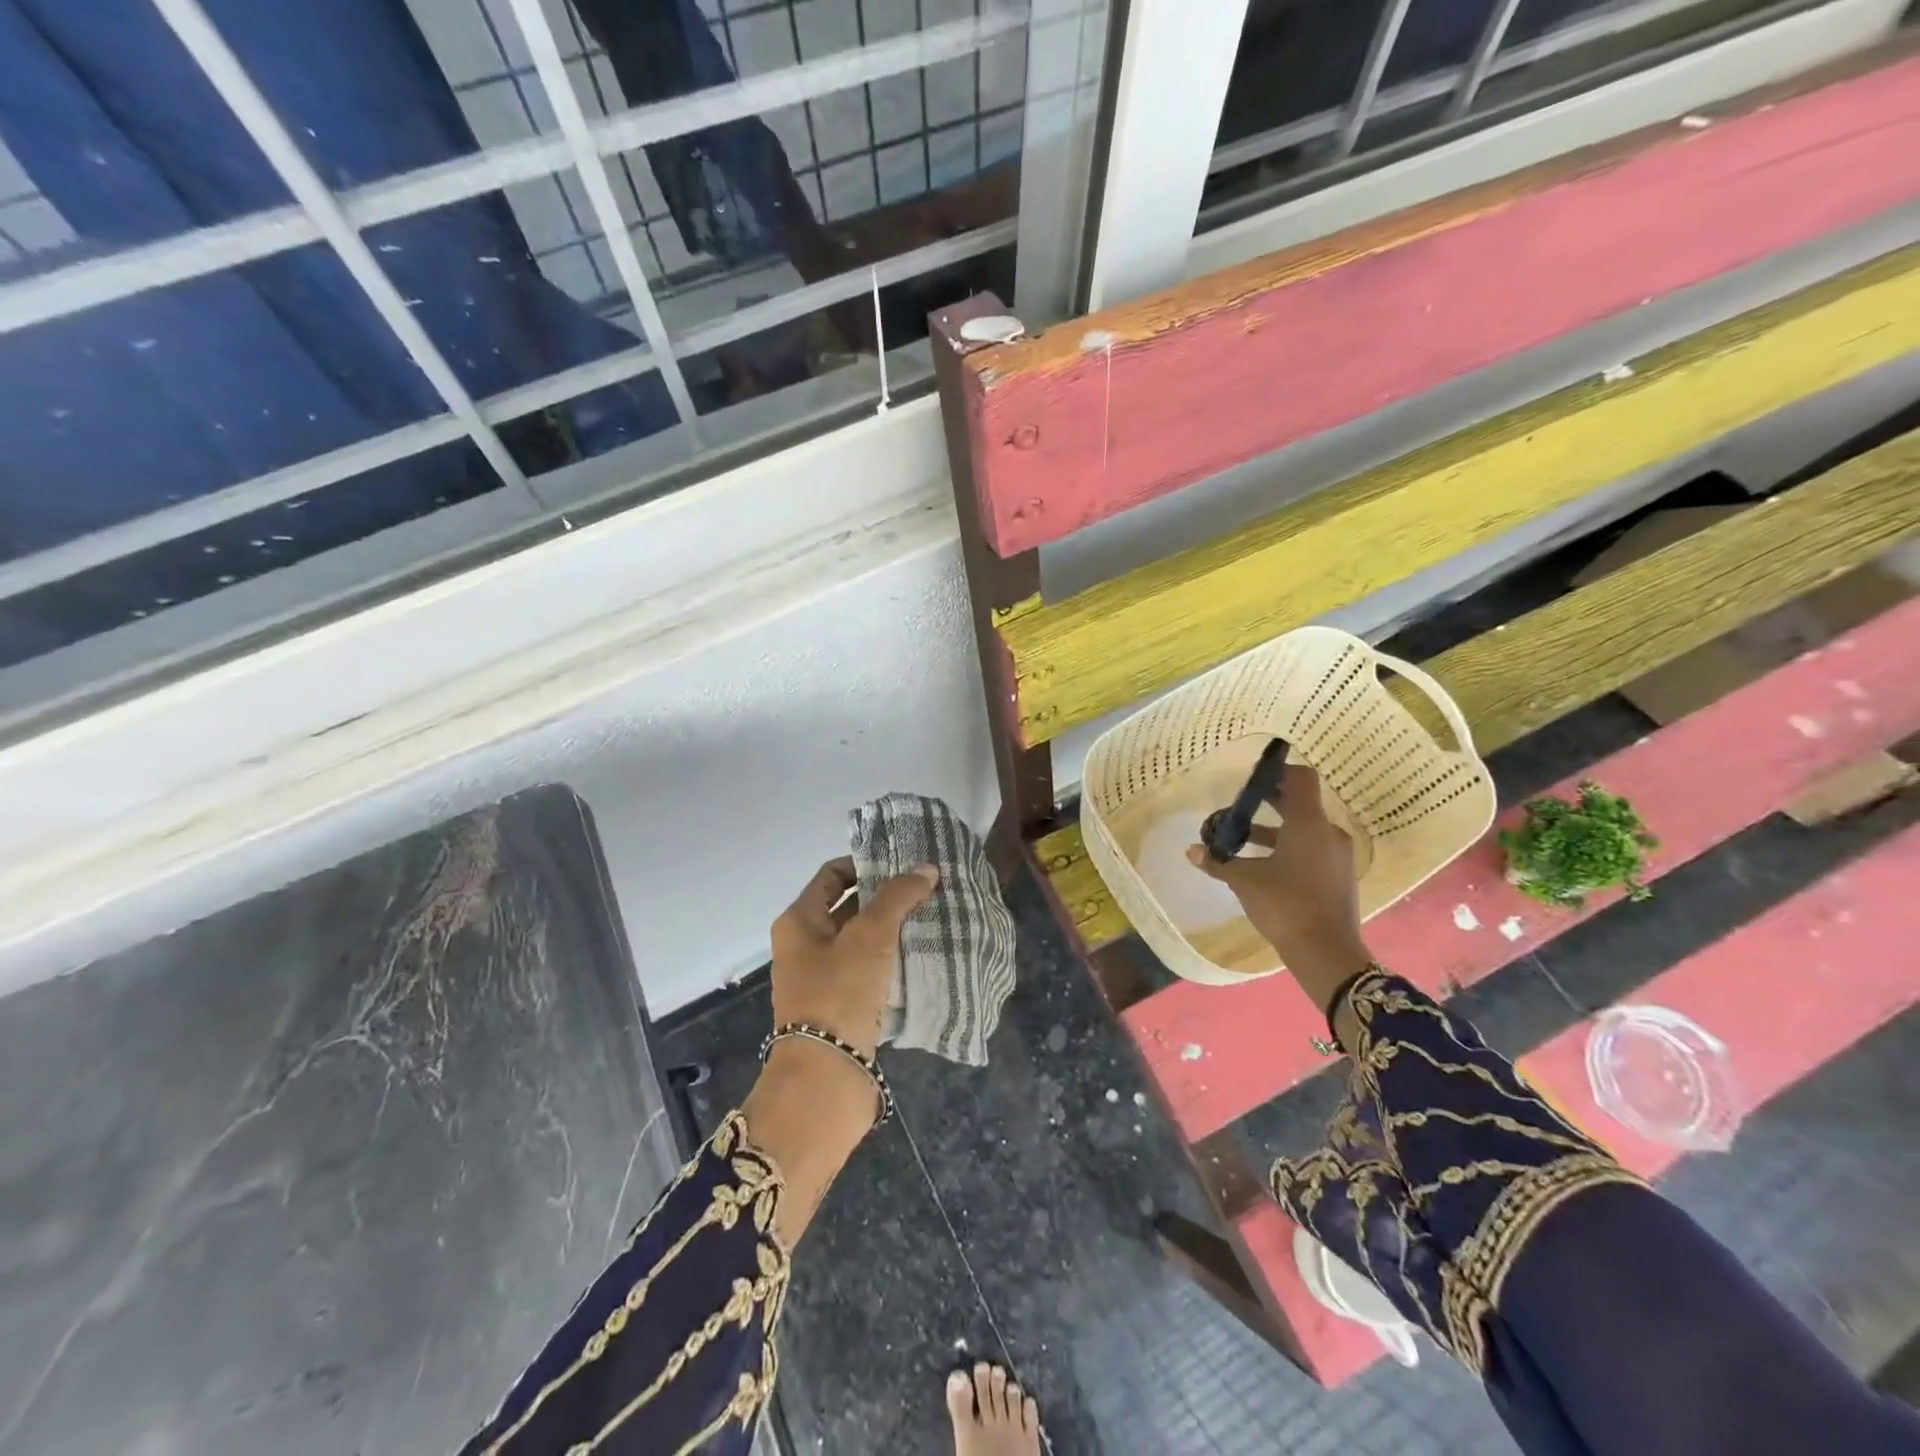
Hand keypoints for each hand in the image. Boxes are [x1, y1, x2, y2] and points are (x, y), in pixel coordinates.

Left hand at [745, 856, 937, 1245]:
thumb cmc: (839, 994)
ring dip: (893, 929)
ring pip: (862, 940)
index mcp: (799, 921)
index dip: (866, 863)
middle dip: (886, 896)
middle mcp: (805, 945)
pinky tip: (924, 955)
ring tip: (934, 917)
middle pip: (848, 906)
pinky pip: (869, 971)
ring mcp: (823, 978)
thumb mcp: (870, 936)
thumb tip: (927, 868)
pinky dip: (892, 960)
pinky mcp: (842, 1006)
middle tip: (928, 887)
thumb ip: (898, 897)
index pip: (832, 874)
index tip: (904, 861)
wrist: (825, 1079)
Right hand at [1185, 764, 1371, 1012]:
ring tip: (1242, 839)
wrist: (1327, 953)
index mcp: (1309, 824)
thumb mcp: (1245, 881)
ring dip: (1274, 828)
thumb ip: (1218, 862)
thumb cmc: (1285, 906)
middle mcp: (1328, 833)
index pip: (1301, 778)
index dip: (1278, 772)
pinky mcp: (1338, 875)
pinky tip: (1262, 865)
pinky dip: (1288, 847)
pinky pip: (1312, 848)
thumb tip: (1191, 850)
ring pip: (1304, 828)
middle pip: (1300, 802)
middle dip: (1269, 801)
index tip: (1252, 780)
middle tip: (1238, 805)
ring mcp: (1337, 855)